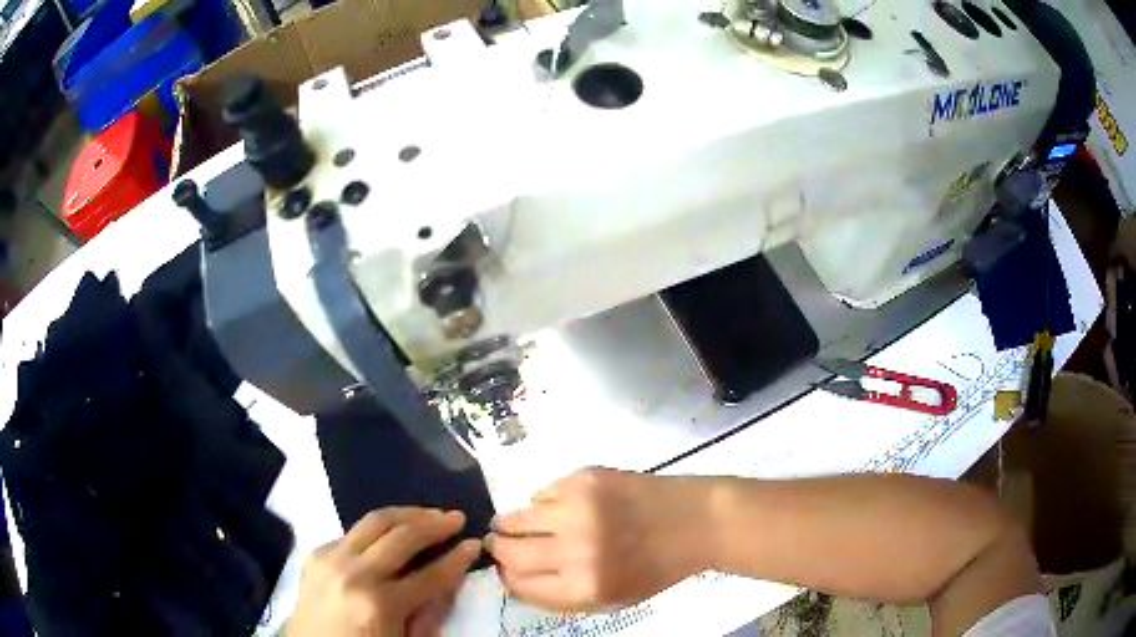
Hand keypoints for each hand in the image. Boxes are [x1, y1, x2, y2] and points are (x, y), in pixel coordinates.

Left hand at [289, 507, 480, 636]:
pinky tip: (392, 532)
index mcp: (380, 605)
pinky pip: (353, 532)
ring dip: (408, 513)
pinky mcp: (316, 553)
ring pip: (375, 520)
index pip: (430, 574)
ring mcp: (331, 559)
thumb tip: (451, 577)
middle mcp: (355, 574)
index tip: (475, 544)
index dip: (457, 558)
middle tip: (456, 517)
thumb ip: (430, 611)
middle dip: (435, 524)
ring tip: (430, 513)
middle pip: (402, 536)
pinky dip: (378, 528)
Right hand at [485, 468, 708, 611]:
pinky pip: (540, 492)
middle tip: (501, 543)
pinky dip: (542, 502)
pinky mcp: (584, 479)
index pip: (517, 584)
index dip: (506, 576)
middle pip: (508, 552)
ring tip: (518, 523)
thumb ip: (559, 596)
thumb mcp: (610, 599)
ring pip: (515, 518)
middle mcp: (574, 551)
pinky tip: (559, 506)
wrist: (694, 522)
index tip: (506, 569)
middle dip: (499, 548)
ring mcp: (577, 511)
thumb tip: (512, 579)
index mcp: (583, 588)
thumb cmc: (655, 568)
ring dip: (511, 523)